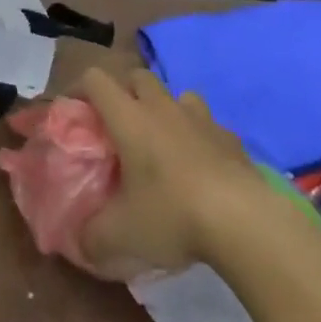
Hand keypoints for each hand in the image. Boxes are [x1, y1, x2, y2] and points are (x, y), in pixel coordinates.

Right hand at [78, 67, 318, 280]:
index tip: (75, 112)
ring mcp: (200, 119)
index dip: (79, 88)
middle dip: (124, 92)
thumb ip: (93, 238)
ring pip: (177, 95)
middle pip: (137, 77)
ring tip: (163, 141)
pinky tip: (202, 167)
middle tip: (118, 126)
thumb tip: (80, 244)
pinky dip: (200, 137)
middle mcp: (161, 107)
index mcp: (128, 117)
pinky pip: (209, 126)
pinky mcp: (231, 139)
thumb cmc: (172, 215)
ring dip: (165, 109)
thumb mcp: (121, 236)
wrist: (245, 221)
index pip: (95, 79)